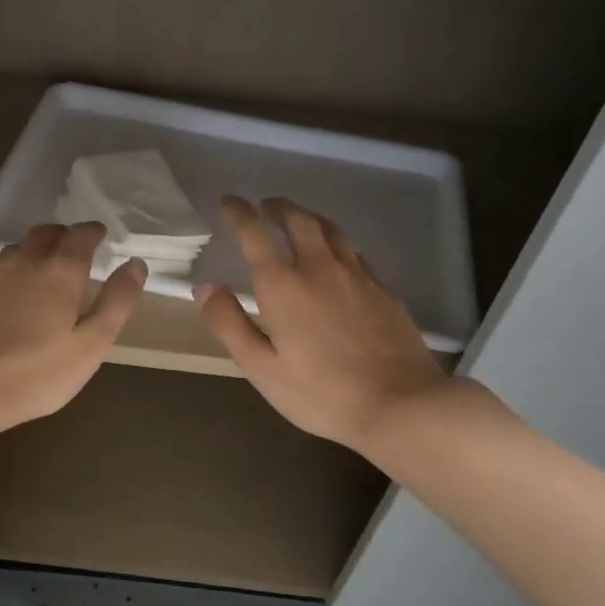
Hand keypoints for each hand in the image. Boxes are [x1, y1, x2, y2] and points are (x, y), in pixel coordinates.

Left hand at [0, 222, 146, 431]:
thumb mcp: (91, 345)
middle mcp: (22, 265)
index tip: (101, 233)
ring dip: (32, 252)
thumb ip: (116, 303)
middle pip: (43, 234)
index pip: (80, 236)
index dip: (93, 232)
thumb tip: (135, 264)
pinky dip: (8, 278)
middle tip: (73, 246)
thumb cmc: (36, 373)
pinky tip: (8, 301)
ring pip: (14, 252)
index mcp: (58, 273)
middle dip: (62, 234)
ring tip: (42, 270)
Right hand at [194, 197, 446, 452]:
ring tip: (299, 220)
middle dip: (278, 207)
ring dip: (309, 218)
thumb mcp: (261, 368)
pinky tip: (338, 257)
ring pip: (332, 230)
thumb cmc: (320, 393)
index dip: (239, 212)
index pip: (255, 233)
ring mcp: (358, 275)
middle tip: (266, 205)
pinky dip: (337, 243)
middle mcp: (320, 268)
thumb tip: (204, 286)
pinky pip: (356, 252)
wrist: (399, 404)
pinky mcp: (384, 289)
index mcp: (284, 285)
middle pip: (299, 220)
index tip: (229, 202)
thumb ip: (229, 324)